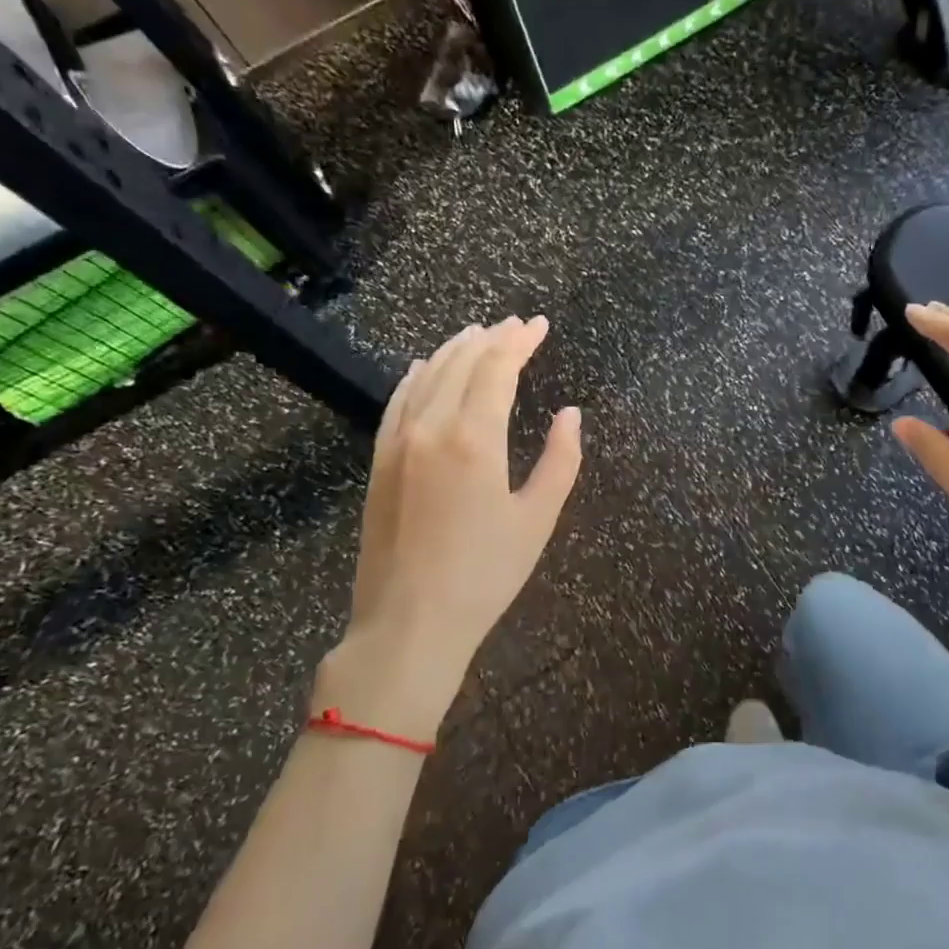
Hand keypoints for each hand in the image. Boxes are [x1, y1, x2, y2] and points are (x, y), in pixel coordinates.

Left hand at [317, 316, 581, 737]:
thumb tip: (570, 413)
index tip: (540, 325)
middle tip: (517, 325)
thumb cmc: (484, 576)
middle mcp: (432, 427)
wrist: (409, 623)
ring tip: (478, 333)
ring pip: (427, 376)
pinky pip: (397, 402)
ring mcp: (398, 442)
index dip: (520, 342)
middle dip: (492, 338)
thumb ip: (560, 460)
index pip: (497, 369)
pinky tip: (422, 366)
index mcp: (475, 439)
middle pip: (462, 363)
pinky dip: (414, 376)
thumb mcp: (537, 519)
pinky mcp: (379, 461)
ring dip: (455, 349)